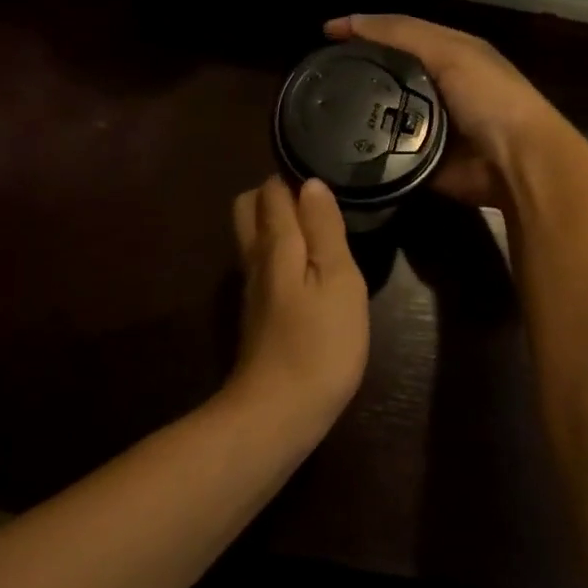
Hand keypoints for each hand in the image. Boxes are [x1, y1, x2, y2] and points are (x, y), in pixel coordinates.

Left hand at [227, 175, 368, 431]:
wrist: (279, 412)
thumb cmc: (320, 341)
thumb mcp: (338, 279)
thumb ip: (324, 229)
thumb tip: (310, 183)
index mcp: (276, 244)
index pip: (271, 191)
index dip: (293, 177)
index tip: (325, 174)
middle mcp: (255, 260)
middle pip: (249, 209)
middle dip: (275, 195)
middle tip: (318, 202)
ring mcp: (252, 290)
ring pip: (253, 238)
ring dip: (277, 223)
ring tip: (319, 227)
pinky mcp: (257, 315)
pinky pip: (262, 265)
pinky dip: (280, 253)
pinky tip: (308, 268)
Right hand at [324, 14, 568, 208]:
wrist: (516, 162)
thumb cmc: (489, 96)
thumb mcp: (449, 51)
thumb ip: (402, 34)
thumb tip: (348, 21)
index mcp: (448, 55)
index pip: (397, 36)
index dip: (363, 31)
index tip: (323, 36)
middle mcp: (437, 88)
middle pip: (387, 76)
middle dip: (355, 75)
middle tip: (315, 78)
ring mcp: (428, 127)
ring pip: (382, 114)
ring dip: (356, 114)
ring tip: (317, 111)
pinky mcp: (420, 162)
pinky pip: (386, 151)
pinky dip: (365, 148)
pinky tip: (334, 145)